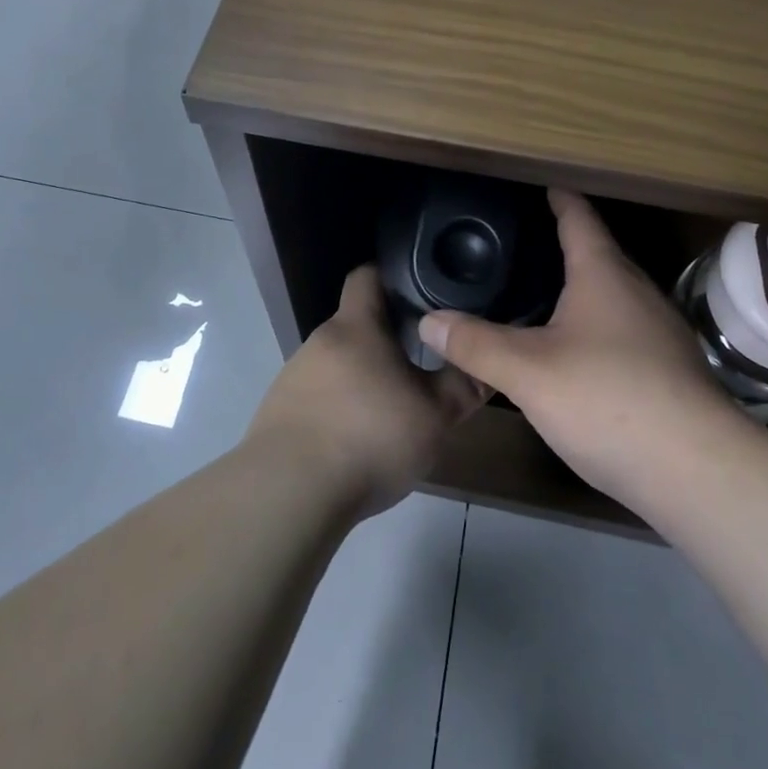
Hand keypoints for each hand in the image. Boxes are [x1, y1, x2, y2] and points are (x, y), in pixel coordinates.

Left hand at [245, 265, 489, 518]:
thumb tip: (487, 364)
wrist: (290, 492)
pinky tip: (356, 443)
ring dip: (363, 379)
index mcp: (356, 326)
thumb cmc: (369, 437)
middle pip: (356, 325)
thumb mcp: (434, 415)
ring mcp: (294, 376)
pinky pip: (318, 398)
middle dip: (387, 340)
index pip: (367, 275)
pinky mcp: (280, 412)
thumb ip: (463, 387)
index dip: (393, 277)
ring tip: (391, 411)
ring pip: (338, 364)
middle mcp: (320, 341)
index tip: (420, 294)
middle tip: (421, 365)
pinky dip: (340, 410)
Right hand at [419, 189, 741, 507]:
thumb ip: (475, 345)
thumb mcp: (528, 372)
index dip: (560, 200)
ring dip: (583, 289)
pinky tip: (576, 352)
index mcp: (604, 276)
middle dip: (567, 245)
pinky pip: (624, 331)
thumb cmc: (608, 400)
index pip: (579, 220)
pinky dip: (596, 326)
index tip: (545, 185)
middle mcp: (638, 293)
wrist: (698, 472)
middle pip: (600, 255)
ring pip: (614, 296)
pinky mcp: (670, 371)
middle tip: (526, 243)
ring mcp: (660, 333)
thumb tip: (427, 322)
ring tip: (543, 294)